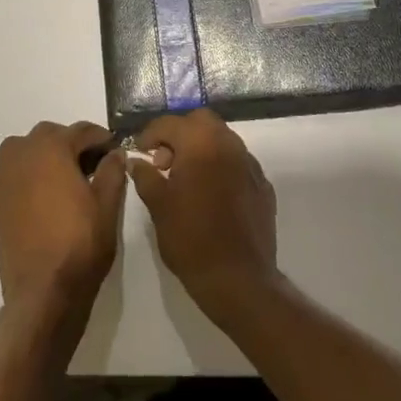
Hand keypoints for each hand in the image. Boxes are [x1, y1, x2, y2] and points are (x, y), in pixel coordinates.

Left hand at [0, 122, 127, 335]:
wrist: (47, 290)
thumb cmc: (81, 243)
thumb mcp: (107, 205)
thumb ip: (112, 171)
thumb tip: (115, 153)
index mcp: (54, 149)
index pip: (82, 131)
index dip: (101, 138)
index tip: (114, 150)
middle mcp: (24, 155)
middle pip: (48, 134)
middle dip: (70, 143)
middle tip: (91, 166)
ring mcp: (4, 179)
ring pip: (17, 149)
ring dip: (36, 153)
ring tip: (55, 174)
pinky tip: (14, 190)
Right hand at [129, 109, 278, 321]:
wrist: (238, 279)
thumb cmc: (190, 239)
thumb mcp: (158, 206)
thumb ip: (145, 176)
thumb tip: (136, 161)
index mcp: (201, 143)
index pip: (170, 123)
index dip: (150, 134)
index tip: (139, 151)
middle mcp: (229, 144)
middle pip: (201, 121)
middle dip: (179, 134)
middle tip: (164, 161)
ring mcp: (250, 164)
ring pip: (222, 139)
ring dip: (201, 148)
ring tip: (186, 179)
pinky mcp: (263, 185)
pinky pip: (238, 163)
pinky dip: (221, 167)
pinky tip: (211, 194)